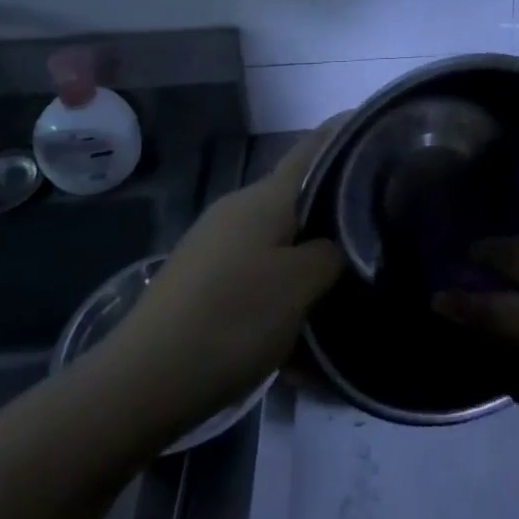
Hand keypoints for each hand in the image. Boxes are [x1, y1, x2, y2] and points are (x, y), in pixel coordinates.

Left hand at [103, 120, 344, 442]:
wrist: (139, 385)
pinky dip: (279, 300)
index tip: (378, 133)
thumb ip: (331, 254)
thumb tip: (337, 243)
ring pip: (279, 245)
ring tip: (337, 304)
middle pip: (299, 199)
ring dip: (307, 269)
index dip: (345, 133)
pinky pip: (255, 278)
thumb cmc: (231, 321)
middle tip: (373, 236)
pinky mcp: (200, 281)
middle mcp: (238, 209)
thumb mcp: (300, 286)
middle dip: (334, 216)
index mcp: (265, 197)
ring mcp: (215, 245)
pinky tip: (295, 345)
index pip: (314, 148)